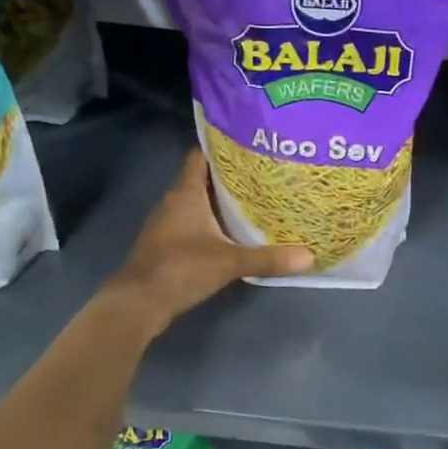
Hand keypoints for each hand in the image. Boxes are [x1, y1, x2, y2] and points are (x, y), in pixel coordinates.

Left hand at [103, 149, 312, 336]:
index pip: (201, 156)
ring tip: (256, 199)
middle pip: (204, 178)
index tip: (250, 145)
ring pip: (199, 202)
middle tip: (265, 173)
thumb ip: (268, 258)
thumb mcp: (229, 263)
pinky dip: (213, 222)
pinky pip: (194, 222)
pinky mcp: (168, 243)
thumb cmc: (180, 269)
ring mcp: (168, 223)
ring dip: (222, 200)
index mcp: (185, 192)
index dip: (222, 147)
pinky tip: (234, 231)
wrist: (138, 304)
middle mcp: (174, 201)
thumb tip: (309, 257)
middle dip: (231, 176)